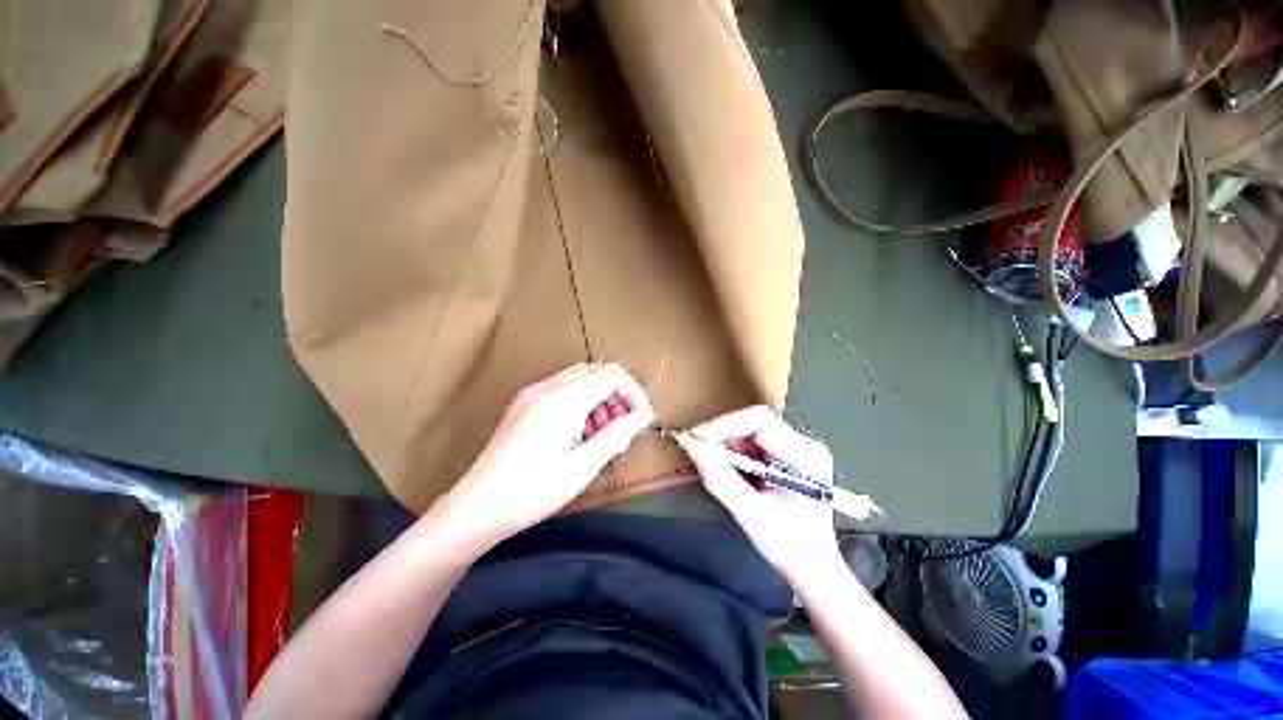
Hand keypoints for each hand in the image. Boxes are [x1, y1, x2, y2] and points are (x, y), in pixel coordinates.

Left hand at [437, 362, 654, 545]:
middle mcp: (547, 387)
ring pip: (580, 378)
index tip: (639, 418)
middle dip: (617, 396)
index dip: (632, 392)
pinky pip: (563, 388)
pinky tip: (579, 432)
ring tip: (601, 434)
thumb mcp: (583, 466)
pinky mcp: (525, 402)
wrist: (479, 506)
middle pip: (597, 372)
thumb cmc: (533, 491)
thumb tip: (643, 415)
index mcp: (563, 399)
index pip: (611, 374)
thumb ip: (618, 434)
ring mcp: (533, 392)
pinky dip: (581, 402)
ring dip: (599, 399)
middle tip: (621, 429)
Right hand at [680, 405, 840, 584]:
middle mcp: (803, 444)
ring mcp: (797, 448)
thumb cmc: (788, 545)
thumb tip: (691, 446)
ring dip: (727, 445)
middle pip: (754, 423)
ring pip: (751, 432)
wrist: (813, 567)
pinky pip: (754, 444)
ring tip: (711, 465)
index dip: (724, 424)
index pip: (760, 420)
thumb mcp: (750, 513)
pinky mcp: (788, 456)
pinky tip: (728, 471)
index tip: (696, 438)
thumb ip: (720, 478)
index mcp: (803, 455)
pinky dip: (735, 454)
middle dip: (723, 435)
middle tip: (698, 451)